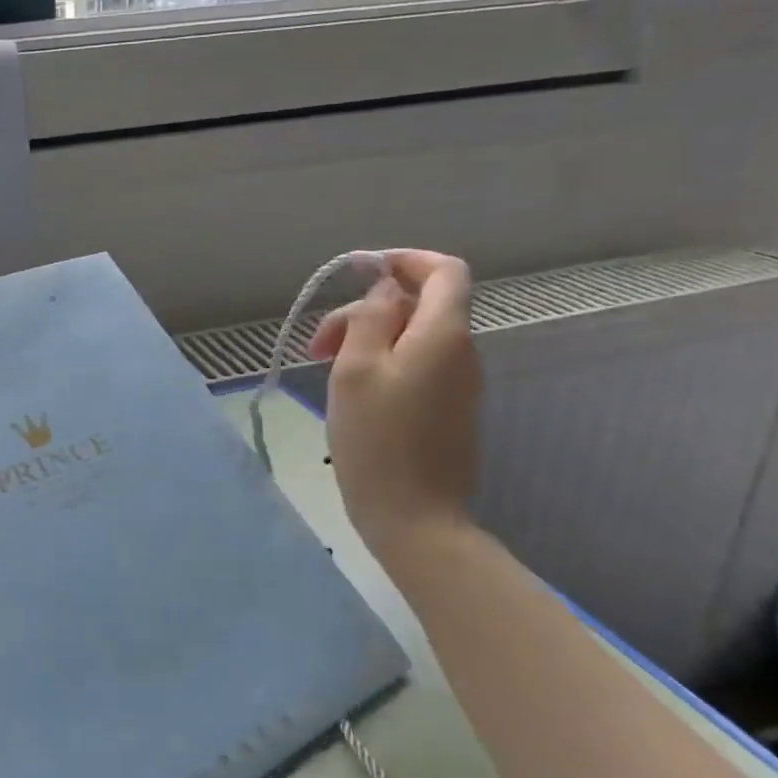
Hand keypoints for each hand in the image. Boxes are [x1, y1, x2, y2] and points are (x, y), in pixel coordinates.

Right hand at [306, 250, 480, 560]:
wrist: (413, 517)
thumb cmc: (376, 439)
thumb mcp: (356, 369)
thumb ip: (371, 318)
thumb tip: (386, 289)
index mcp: (443, 335)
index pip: (444, 271)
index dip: (405, 261)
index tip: (360, 270)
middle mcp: (460, 352)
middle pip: (418, 306)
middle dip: (365, 311)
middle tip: (317, 345)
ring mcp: (457, 384)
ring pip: (412, 337)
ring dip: (367, 339)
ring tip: (325, 369)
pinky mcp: (447, 410)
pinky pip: (416, 366)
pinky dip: (382, 362)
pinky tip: (350, 391)